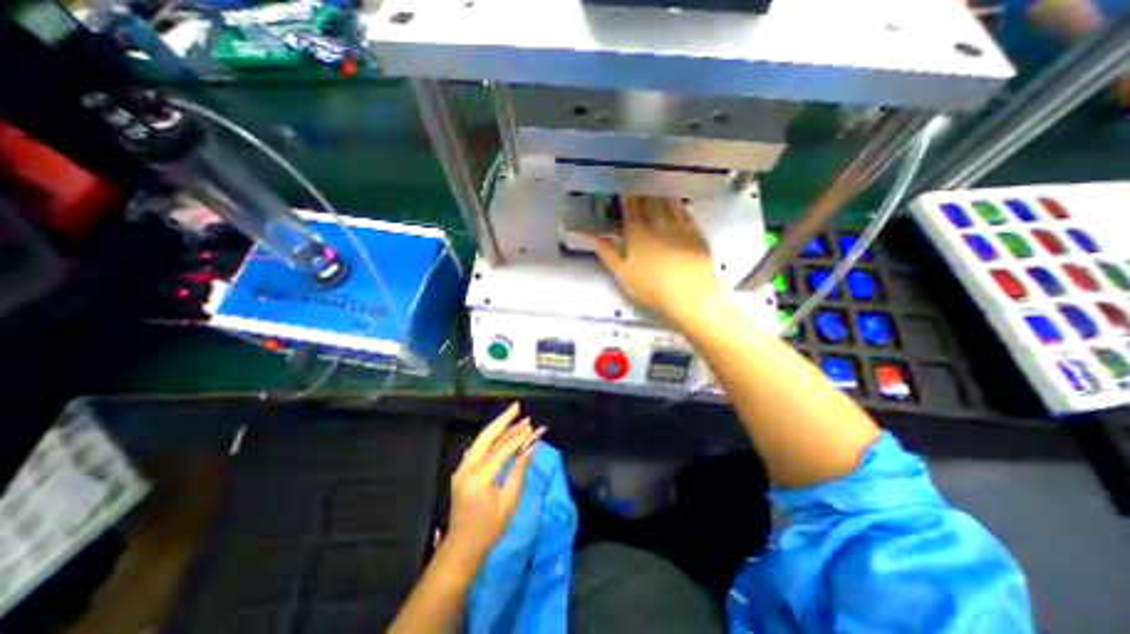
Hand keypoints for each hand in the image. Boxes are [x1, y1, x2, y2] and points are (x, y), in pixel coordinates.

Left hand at [443, 404, 544, 557]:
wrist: (461, 546)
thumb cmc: (489, 528)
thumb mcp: (508, 501)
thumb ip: (518, 471)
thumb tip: (530, 447)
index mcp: (478, 479)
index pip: (500, 450)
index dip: (518, 437)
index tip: (532, 426)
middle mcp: (466, 468)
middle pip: (486, 437)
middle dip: (503, 420)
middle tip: (517, 407)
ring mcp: (461, 468)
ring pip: (481, 439)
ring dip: (497, 426)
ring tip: (513, 414)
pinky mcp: (462, 469)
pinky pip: (478, 447)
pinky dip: (491, 437)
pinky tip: (502, 430)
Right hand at [592, 195, 723, 327]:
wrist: (690, 295)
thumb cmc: (652, 288)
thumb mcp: (623, 274)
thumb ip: (608, 254)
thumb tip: (594, 238)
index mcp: (638, 234)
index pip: (631, 209)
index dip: (627, 197)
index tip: (624, 186)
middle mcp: (659, 224)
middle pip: (651, 202)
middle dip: (644, 191)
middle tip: (640, 182)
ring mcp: (680, 227)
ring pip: (669, 203)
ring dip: (661, 193)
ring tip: (657, 185)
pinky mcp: (696, 234)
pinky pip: (685, 213)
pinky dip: (678, 205)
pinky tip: (677, 203)